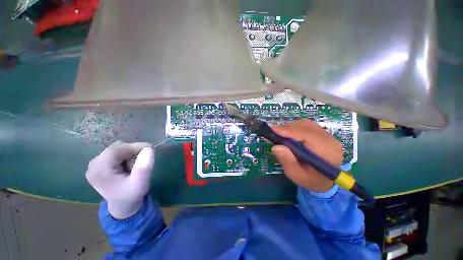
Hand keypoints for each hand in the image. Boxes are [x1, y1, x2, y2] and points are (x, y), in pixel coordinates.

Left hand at [86, 142, 154, 218]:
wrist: (123, 206)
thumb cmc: (131, 195)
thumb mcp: (141, 183)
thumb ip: (144, 167)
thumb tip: (148, 149)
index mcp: (99, 171)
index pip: (115, 150)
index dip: (133, 146)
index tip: (149, 148)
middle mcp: (94, 165)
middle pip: (115, 149)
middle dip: (132, 151)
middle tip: (144, 158)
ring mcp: (95, 165)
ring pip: (116, 150)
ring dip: (129, 154)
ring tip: (135, 165)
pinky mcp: (99, 165)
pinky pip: (115, 154)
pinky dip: (126, 156)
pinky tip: (129, 166)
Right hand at [271, 119, 342, 192]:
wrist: (325, 181)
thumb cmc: (310, 180)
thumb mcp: (296, 175)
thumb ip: (287, 161)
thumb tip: (275, 146)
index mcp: (326, 152)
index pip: (307, 134)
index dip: (289, 130)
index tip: (273, 129)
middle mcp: (330, 140)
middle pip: (306, 126)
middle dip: (288, 128)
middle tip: (275, 134)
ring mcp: (328, 135)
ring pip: (306, 124)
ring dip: (291, 127)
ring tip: (282, 135)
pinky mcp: (323, 134)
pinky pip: (307, 125)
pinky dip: (296, 128)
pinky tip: (290, 135)